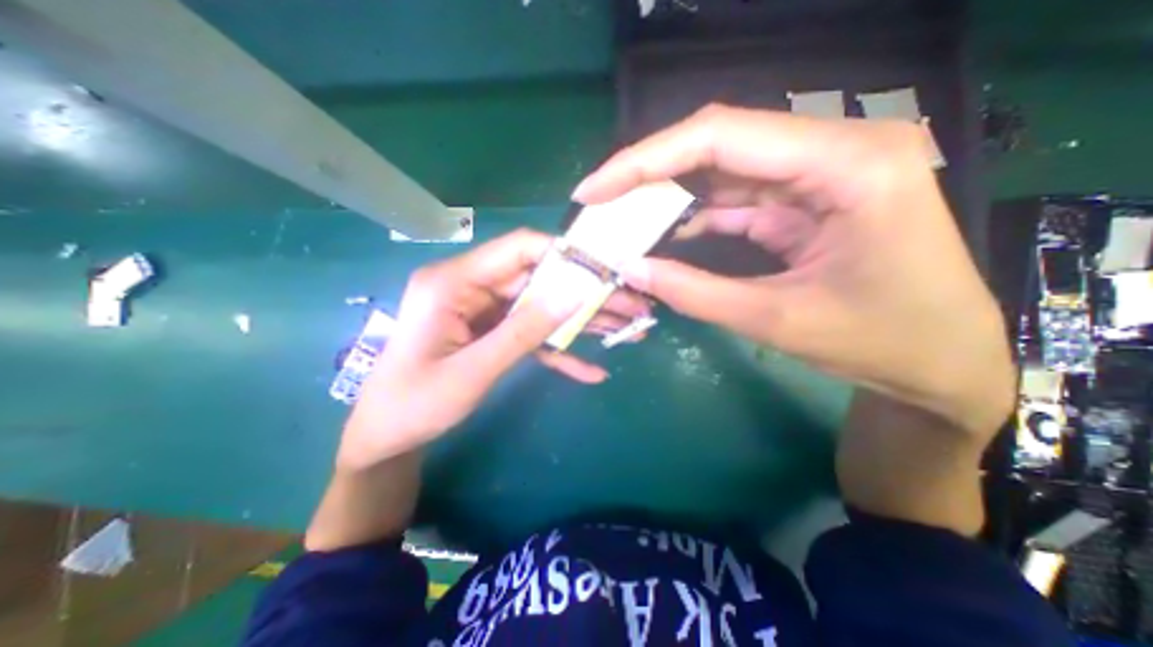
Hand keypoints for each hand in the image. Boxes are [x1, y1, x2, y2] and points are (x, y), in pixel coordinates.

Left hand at [338, 228, 652, 470]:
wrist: (388, 437)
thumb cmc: (415, 405)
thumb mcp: (473, 370)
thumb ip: (524, 331)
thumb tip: (575, 295)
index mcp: (454, 282)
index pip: (518, 249)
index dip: (564, 254)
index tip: (605, 269)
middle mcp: (472, 287)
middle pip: (539, 280)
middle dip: (585, 294)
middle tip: (631, 305)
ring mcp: (485, 311)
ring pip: (542, 307)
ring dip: (581, 321)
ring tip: (625, 330)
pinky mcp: (493, 332)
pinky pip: (532, 335)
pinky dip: (559, 351)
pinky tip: (590, 370)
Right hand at [572, 107, 1011, 435]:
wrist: (940, 361)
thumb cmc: (882, 342)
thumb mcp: (778, 320)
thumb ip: (696, 293)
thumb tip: (630, 269)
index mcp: (846, 164)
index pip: (721, 136)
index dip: (645, 160)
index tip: (595, 189)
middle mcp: (832, 151)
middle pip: (716, 144)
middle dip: (649, 176)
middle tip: (599, 204)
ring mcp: (817, 174)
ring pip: (720, 172)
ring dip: (668, 199)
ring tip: (622, 222)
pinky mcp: (804, 200)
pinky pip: (734, 199)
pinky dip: (694, 218)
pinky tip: (663, 236)